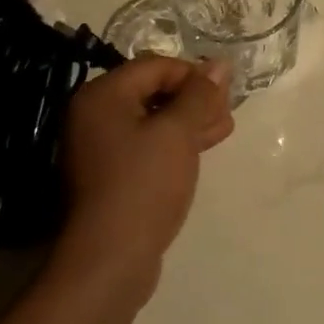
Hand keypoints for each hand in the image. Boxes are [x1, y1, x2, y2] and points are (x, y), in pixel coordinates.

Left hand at [53, 55, 233, 299]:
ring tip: (224, 130)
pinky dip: (175, 143)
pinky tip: (202, 148)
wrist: (109, 260)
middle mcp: (95, 115)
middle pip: (153, 91)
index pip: (156, 66)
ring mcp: (100, 147)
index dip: (194, 75)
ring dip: (189, 121)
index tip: (225, 94)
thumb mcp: (178, 133)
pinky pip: (147, 145)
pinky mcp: (111, 175)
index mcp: (103, 96)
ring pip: (153, 120)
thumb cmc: (143, 184)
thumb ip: (200, 95)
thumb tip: (220, 64)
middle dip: (194, 99)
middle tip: (228, 113)